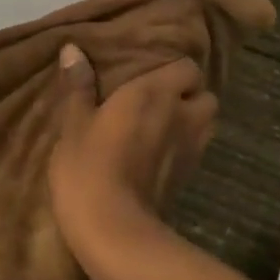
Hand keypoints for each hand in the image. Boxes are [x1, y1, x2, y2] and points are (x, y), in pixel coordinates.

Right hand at [48, 46, 217, 275]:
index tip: (151, 75)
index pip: (188, 67)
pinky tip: (159, 154)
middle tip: (161, 101)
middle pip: (206, 96)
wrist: (114, 230)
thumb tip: (72, 49)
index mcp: (155, 92)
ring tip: (164, 125)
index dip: (175, 70)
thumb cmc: (89, 167)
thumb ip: (78, 86)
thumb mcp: (74, 124)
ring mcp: (191, 149)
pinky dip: (185, 147)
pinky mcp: (189, 178)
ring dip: (193, 121)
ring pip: (207, 124)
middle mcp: (182, 115)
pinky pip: (196, 150)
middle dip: (190, 96)